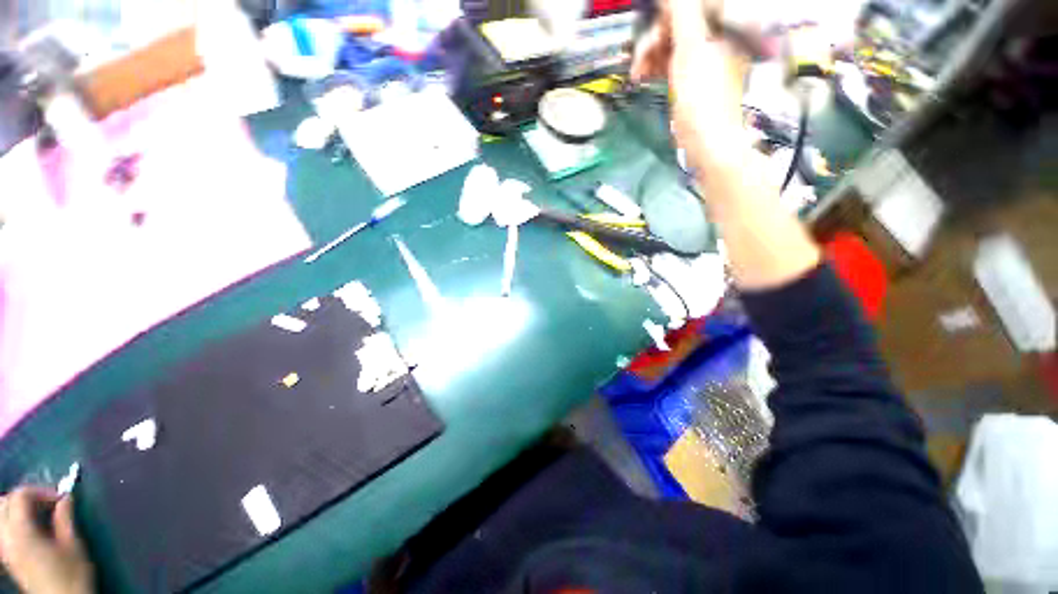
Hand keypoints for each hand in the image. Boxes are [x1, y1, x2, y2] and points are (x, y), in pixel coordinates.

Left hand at [0, 487, 93, 593]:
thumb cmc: (71, 573)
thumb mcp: (73, 545)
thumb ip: (65, 518)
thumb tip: (65, 497)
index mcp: (20, 533)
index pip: (20, 496)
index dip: (40, 491)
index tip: (61, 498)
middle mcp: (5, 538)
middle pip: (5, 503)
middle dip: (26, 498)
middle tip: (49, 503)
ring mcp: (4, 549)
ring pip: (2, 516)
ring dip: (19, 508)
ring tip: (41, 514)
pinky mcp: (7, 555)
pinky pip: (4, 529)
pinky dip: (15, 522)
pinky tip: (32, 530)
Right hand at [631, 0, 751, 169]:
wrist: (705, 140)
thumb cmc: (702, 95)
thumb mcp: (691, 47)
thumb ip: (681, 12)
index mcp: (722, 26)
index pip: (690, 7)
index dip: (666, 14)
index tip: (647, 24)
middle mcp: (714, 38)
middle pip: (678, 24)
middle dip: (654, 38)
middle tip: (639, 57)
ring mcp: (702, 59)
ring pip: (670, 44)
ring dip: (650, 54)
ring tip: (636, 72)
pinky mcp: (689, 79)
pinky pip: (669, 62)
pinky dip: (654, 66)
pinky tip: (641, 75)